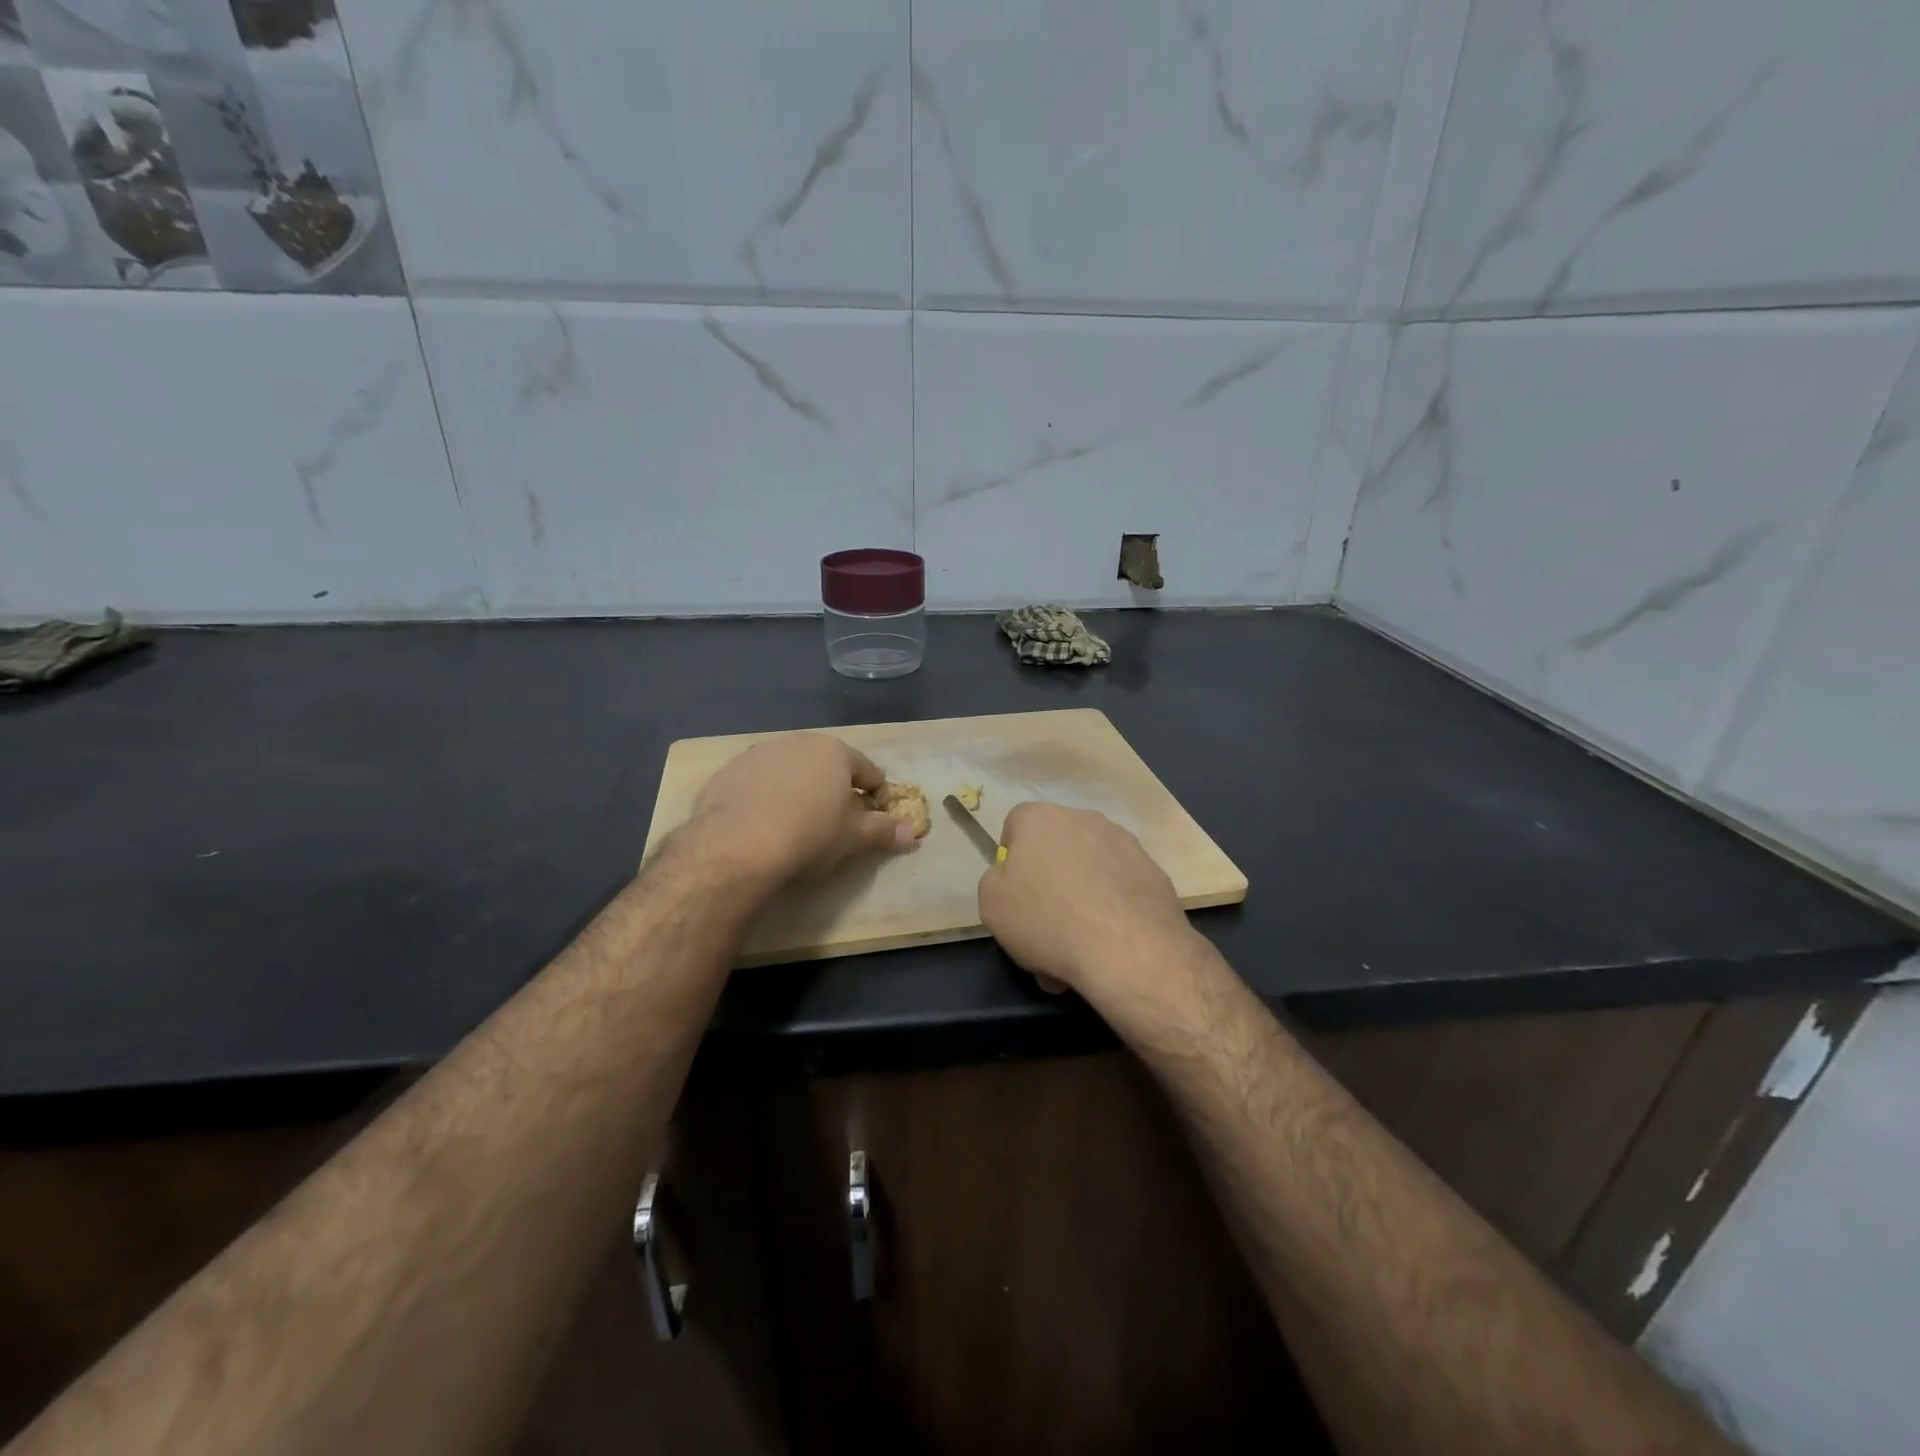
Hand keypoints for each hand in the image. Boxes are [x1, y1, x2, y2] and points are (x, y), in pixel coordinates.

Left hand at [692, 733, 917, 883]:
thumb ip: (884, 831)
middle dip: (835, 788)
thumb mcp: (853, 838)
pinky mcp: (729, 770)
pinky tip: (763, 823)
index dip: (877, 795)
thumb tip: (912, 833)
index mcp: (835, 751)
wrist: (736, 845)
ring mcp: (760, 753)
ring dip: (799, 789)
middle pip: (827, 765)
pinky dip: (766, 796)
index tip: (875, 817)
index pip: (868, 770)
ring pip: (791, 770)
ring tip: (796, 822)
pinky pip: (758, 781)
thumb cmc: (809, 835)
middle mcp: (799, 742)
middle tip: (836, 821)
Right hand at [977, 803, 1202, 1010]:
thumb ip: (995, 879)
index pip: (1016, 825)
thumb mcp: (991, 904)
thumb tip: (1011, 875)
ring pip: (1090, 871)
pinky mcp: (1154, 871)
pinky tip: (1109, 944)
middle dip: (1049, 882)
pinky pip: (1120, 888)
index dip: (1012, 859)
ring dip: (1081, 899)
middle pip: (1056, 849)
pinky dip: (1112, 910)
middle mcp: (1084, 819)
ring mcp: (1125, 843)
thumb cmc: (1047, 920)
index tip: (1015, 893)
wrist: (1128, 949)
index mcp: (1041, 818)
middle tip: (1045, 927)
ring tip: (1078, 946)